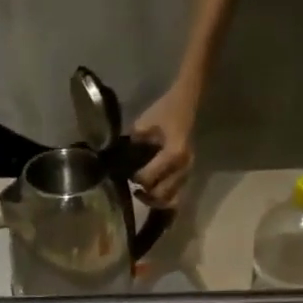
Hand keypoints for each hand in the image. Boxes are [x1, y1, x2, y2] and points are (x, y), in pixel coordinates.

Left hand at [130, 82, 197, 208]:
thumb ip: (130, 145)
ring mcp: (188, 171)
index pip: (148, 178)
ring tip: (141, 191)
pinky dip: (163, 198)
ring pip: (170, 199)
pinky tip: (152, 191)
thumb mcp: (142, 124)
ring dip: (154, 199)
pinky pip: (176, 195)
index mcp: (174, 153)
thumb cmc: (163, 111)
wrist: (185, 103)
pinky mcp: (188, 174)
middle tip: (133, 186)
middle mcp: (184, 166)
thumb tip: (114, 162)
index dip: (135, 178)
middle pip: (161, 194)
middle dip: (145, 193)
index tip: (126, 172)